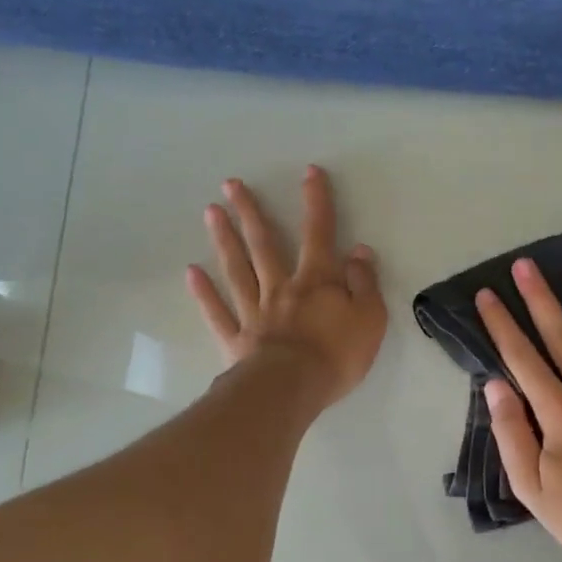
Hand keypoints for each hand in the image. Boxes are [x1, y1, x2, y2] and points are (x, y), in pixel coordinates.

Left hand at [187, 166, 386, 407]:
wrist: (292, 389)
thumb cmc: (336, 355)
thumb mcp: (370, 318)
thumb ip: (364, 283)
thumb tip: (359, 251)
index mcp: (316, 281)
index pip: (319, 234)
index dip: (316, 202)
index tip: (309, 172)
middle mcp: (281, 288)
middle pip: (264, 244)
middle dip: (250, 212)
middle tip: (230, 184)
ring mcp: (254, 312)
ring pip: (237, 270)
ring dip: (224, 240)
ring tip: (210, 212)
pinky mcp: (236, 339)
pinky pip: (218, 312)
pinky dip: (204, 293)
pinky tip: (192, 273)